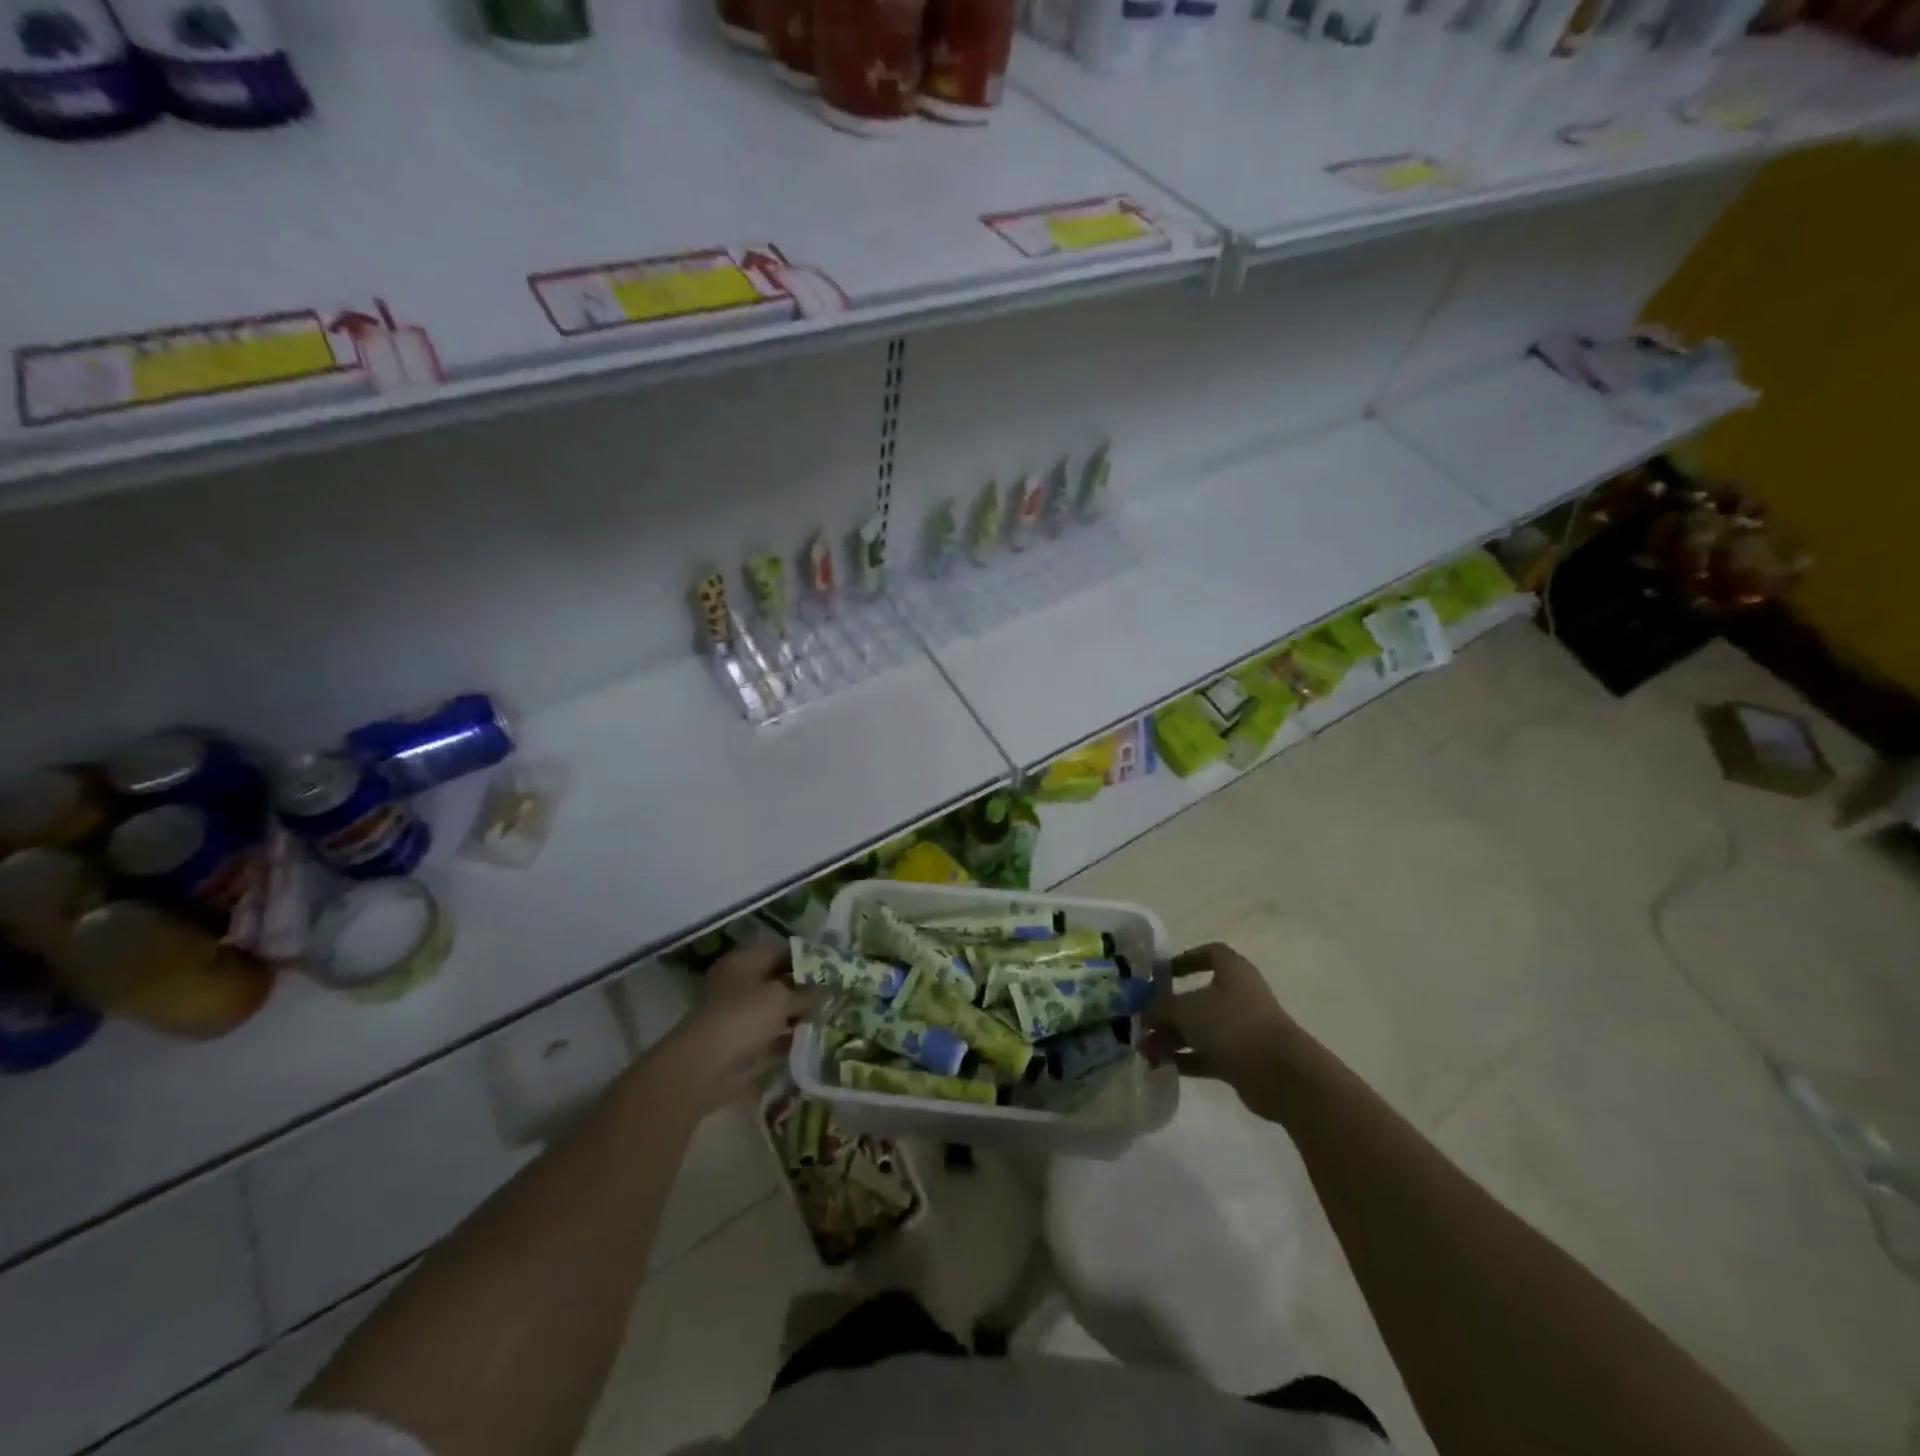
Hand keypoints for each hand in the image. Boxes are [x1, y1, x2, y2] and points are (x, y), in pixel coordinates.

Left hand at [655, 943, 824, 1114]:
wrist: (706, 1067)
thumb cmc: (743, 1017)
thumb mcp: (781, 998)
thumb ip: (808, 993)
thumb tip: (830, 989)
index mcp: (744, 962)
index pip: (780, 951)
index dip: (808, 957)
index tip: (834, 967)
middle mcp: (741, 984)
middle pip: (780, 981)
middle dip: (807, 988)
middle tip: (838, 992)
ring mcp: (741, 1015)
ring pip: (778, 1009)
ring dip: (801, 1014)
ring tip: (833, 1014)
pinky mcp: (744, 1044)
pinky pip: (774, 1035)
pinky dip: (792, 1037)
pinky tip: (818, 1038)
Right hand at [1142, 942, 1296, 1098]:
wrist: (1280, 1074)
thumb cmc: (1231, 1024)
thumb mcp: (1185, 1009)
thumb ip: (1158, 1007)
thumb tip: (1142, 1011)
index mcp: (1232, 970)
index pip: (1208, 954)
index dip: (1184, 960)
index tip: (1160, 974)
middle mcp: (1238, 995)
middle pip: (1196, 997)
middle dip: (1167, 1011)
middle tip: (1141, 1024)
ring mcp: (1242, 1028)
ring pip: (1200, 1028)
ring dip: (1172, 1038)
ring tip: (1144, 1053)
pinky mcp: (1242, 1059)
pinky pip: (1207, 1054)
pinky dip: (1186, 1058)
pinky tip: (1162, 1066)